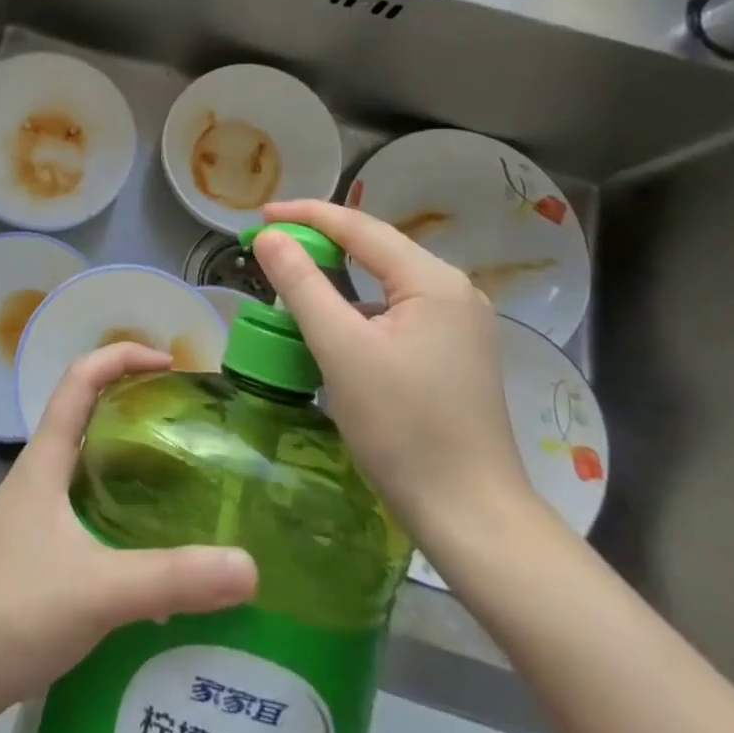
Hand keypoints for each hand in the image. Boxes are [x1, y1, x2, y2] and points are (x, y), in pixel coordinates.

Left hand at [0, 343, 257, 714]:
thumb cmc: (15, 608)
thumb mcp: (100, 589)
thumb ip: (172, 578)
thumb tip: (249, 566)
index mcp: (47, 457)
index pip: (80, 378)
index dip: (121, 356)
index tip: (168, 363)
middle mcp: (40, 472)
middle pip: (86, 412)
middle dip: (132, 402)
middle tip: (184, 418)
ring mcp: (36, 511)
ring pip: (87, 461)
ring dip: (128, 455)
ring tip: (180, 473)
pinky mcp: (39, 549)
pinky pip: (87, 504)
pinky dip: (121, 504)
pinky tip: (152, 543)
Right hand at [252, 200, 533, 546]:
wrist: (473, 518)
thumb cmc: (403, 428)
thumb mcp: (340, 349)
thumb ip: (302, 284)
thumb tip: (270, 236)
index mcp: (433, 280)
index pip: (360, 227)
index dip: (306, 215)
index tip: (260, 215)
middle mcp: (454, 291)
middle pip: (377, 248)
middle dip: (322, 241)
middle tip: (272, 243)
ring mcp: (460, 324)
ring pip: (387, 281)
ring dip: (340, 275)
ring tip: (295, 276)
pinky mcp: (456, 353)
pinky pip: (398, 310)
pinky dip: (360, 307)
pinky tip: (336, 324)